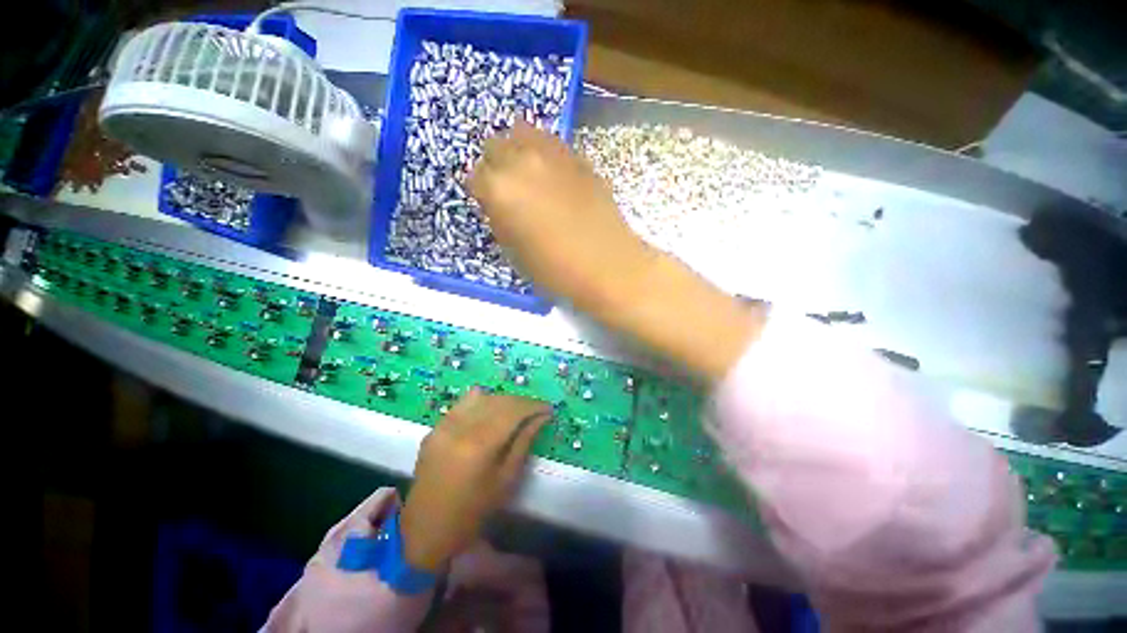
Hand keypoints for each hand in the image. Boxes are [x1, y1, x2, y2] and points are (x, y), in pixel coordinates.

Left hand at [400, 389, 551, 571]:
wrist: (425, 531)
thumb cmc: (473, 513)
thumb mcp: (506, 480)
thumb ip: (524, 442)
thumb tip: (541, 418)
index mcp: (479, 445)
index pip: (512, 411)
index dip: (533, 405)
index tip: (548, 408)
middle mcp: (460, 428)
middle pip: (498, 401)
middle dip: (521, 402)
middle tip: (535, 410)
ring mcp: (443, 426)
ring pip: (480, 398)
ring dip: (502, 401)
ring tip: (514, 412)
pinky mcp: (434, 429)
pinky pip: (463, 405)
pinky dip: (481, 403)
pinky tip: (490, 413)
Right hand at [468, 121, 654, 311]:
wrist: (607, 265)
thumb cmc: (555, 269)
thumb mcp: (515, 252)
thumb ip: (501, 219)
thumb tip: (500, 206)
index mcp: (499, 188)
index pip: (475, 177)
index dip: (482, 192)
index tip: (490, 204)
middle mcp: (521, 160)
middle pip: (495, 145)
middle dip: (497, 165)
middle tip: (508, 188)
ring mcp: (553, 154)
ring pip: (524, 133)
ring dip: (520, 151)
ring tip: (530, 176)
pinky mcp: (580, 158)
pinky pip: (553, 144)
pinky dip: (546, 155)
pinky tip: (555, 177)